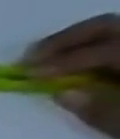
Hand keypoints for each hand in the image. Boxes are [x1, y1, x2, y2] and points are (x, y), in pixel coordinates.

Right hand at [26, 14, 119, 138]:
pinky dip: (104, 50)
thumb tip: (64, 93)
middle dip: (68, 41)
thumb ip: (106, 112)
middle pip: (113, 26)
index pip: (107, 49)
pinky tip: (84, 67)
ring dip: (83, 44)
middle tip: (30, 61)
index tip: (26, 75)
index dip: (64, 60)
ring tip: (51, 62)